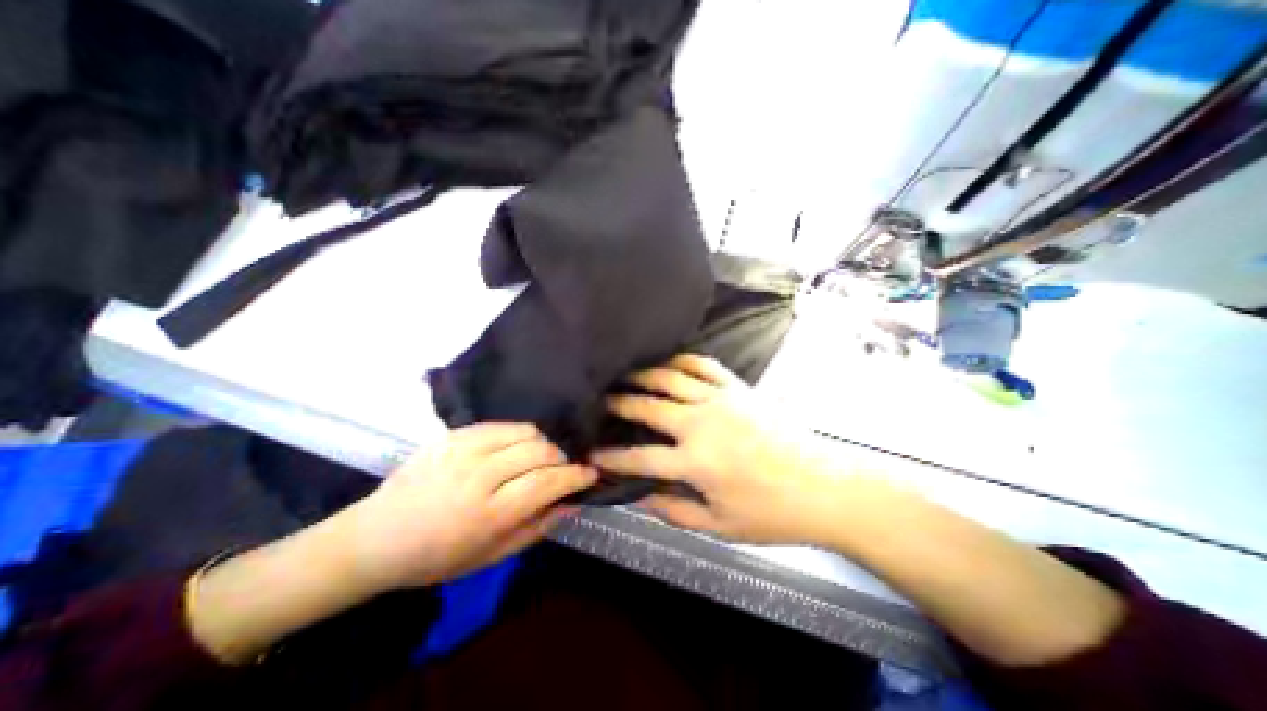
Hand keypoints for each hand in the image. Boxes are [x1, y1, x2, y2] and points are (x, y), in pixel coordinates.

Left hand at [342, 424, 599, 590]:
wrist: (375, 537)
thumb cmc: (436, 557)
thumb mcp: (491, 556)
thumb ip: (537, 527)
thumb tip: (572, 503)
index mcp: (487, 514)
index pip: (546, 483)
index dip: (575, 476)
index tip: (591, 473)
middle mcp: (478, 476)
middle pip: (540, 451)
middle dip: (561, 459)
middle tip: (562, 470)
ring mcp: (464, 450)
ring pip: (525, 432)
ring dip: (542, 444)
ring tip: (538, 459)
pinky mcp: (454, 435)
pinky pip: (502, 425)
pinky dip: (519, 435)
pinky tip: (515, 449)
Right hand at [596, 354, 848, 544]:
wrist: (824, 486)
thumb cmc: (772, 513)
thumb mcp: (719, 526)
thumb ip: (674, 511)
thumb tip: (639, 498)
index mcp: (695, 463)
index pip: (639, 458)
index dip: (610, 458)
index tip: (592, 455)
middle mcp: (701, 424)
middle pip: (648, 407)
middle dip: (619, 403)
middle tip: (603, 400)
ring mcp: (720, 400)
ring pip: (671, 378)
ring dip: (644, 375)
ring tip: (627, 375)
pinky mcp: (738, 388)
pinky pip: (703, 365)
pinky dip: (682, 361)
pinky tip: (670, 363)